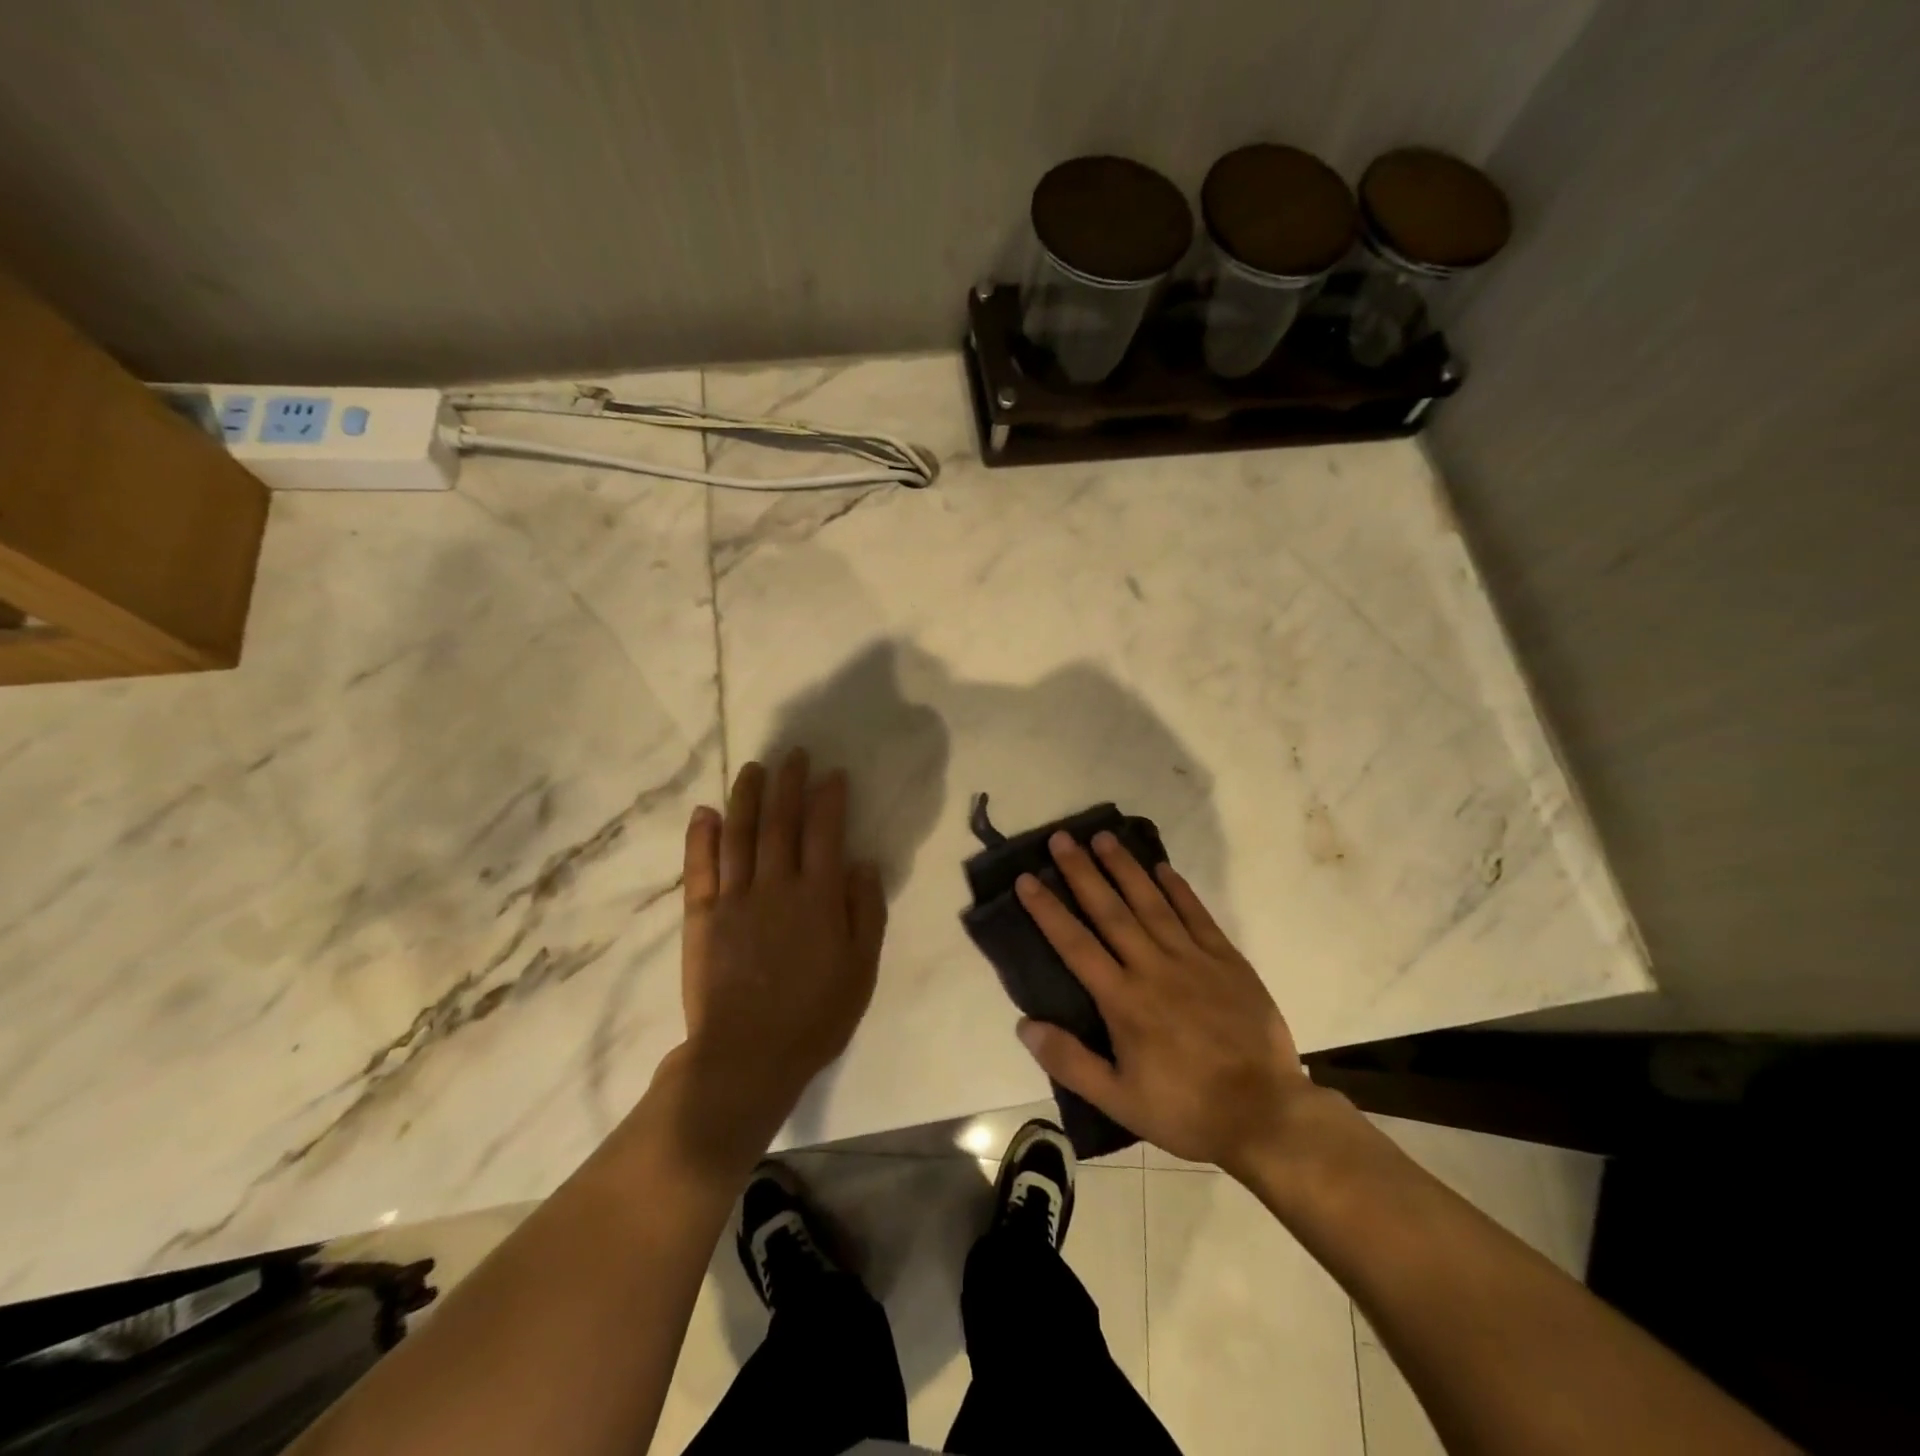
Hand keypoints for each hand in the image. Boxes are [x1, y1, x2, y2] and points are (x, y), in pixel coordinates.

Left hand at [675, 750, 887, 1154]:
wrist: (746, 1057)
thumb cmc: (815, 1016)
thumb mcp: (861, 969)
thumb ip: (865, 912)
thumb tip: (861, 863)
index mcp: (818, 897)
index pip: (825, 832)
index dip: (829, 798)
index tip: (832, 773)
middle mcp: (776, 886)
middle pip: (780, 822)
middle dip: (787, 783)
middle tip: (792, 754)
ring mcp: (734, 898)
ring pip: (739, 835)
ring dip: (746, 797)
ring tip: (753, 768)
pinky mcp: (701, 917)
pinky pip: (700, 868)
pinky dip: (701, 837)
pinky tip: (704, 812)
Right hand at [1013, 830, 1316, 1177]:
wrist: (1266, 1114)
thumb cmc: (1186, 1109)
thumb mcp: (1119, 1100)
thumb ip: (1070, 1061)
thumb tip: (1024, 1024)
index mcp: (1123, 1000)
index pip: (1075, 945)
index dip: (1048, 910)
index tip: (1027, 879)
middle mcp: (1153, 968)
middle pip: (1110, 911)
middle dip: (1082, 872)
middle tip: (1062, 838)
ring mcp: (1193, 959)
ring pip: (1151, 903)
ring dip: (1125, 868)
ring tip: (1103, 837)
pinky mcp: (1227, 960)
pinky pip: (1197, 915)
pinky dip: (1178, 889)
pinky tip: (1162, 868)